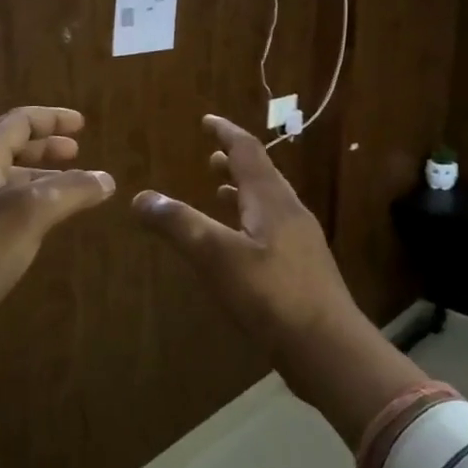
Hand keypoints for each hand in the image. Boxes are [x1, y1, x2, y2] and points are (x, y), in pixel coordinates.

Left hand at [0, 107, 113, 378]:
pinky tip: (47, 223)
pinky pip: (7, 210)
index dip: (52, 118)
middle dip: (46, 146)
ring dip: (42, 176)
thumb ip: (72, 190)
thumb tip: (106, 179)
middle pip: (12, 148)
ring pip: (10, 180)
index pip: (19, 122)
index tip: (81, 123)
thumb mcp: (33, 211)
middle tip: (77, 151)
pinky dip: (33, 206)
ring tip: (72, 186)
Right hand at [130, 114, 365, 352]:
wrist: (327, 347)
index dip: (226, 133)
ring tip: (219, 190)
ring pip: (267, 204)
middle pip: (262, 175)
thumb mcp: (216, 256)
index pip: (248, 151)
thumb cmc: (271, 295)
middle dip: (235, 162)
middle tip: (210, 156)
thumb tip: (141, 198)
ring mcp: (300, 242)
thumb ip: (179, 225)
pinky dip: (249, 222)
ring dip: (243, 192)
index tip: (207, 120)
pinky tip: (238, 244)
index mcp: (271, 200)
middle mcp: (289, 212)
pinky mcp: (301, 269)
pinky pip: (271, 230)